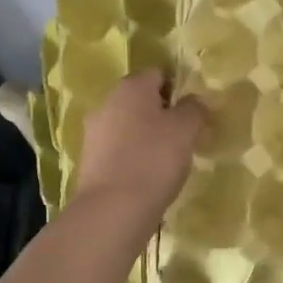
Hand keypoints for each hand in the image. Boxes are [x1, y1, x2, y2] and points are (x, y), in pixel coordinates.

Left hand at [69, 68, 208, 221]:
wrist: (112, 209)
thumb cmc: (154, 158)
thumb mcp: (186, 129)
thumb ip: (194, 109)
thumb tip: (194, 102)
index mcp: (131, 86)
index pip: (158, 73)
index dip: (178, 89)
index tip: (192, 112)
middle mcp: (107, 102)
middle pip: (140, 100)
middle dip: (161, 113)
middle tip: (183, 136)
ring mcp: (94, 132)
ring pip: (128, 125)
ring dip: (146, 136)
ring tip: (167, 160)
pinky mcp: (89, 160)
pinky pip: (117, 149)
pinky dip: (132, 156)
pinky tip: (146, 175)